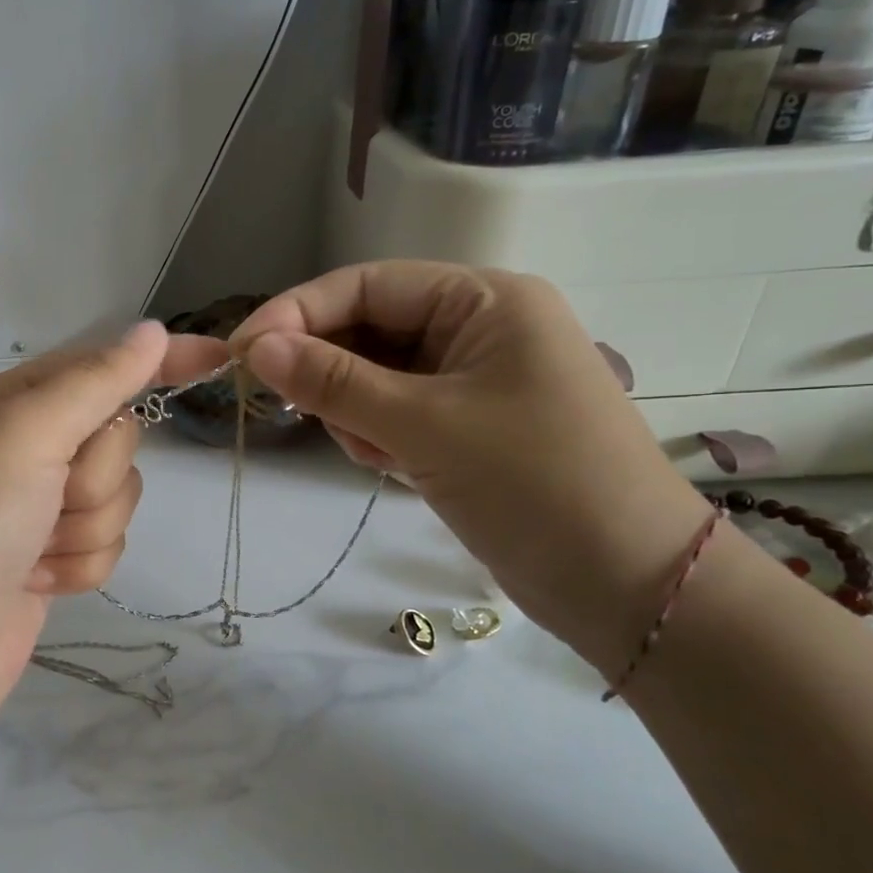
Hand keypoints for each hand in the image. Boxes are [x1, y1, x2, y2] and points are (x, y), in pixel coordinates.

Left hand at [0, 322, 225, 727]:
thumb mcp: (29, 432)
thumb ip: (97, 380)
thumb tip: (153, 331)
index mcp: (12, 402)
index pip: (103, 366)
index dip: (160, 362)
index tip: (220, 358)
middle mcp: (27, 447)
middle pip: (117, 439)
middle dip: (95, 475)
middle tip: (51, 496)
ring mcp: (40, 506)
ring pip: (118, 496)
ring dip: (85, 527)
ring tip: (35, 549)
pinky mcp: (52, 558)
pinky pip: (106, 545)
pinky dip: (79, 565)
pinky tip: (37, 580)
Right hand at [231, 262, 711, 672]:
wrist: (631, 588)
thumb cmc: (535, 484)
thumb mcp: (423, 426)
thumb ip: (333, 382)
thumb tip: (256, 347)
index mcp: (484, 300)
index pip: (368, 284)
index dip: (298, 312)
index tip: (241, 351)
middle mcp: (479, 328)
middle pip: (369, 328)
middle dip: (332, 371)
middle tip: (297, 412)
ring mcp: (474, 379)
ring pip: (375, 375)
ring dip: (357, 411)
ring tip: (380, 455)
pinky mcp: (467, 424)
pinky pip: (396, 411)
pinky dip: (379, 434)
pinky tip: (395, 468)